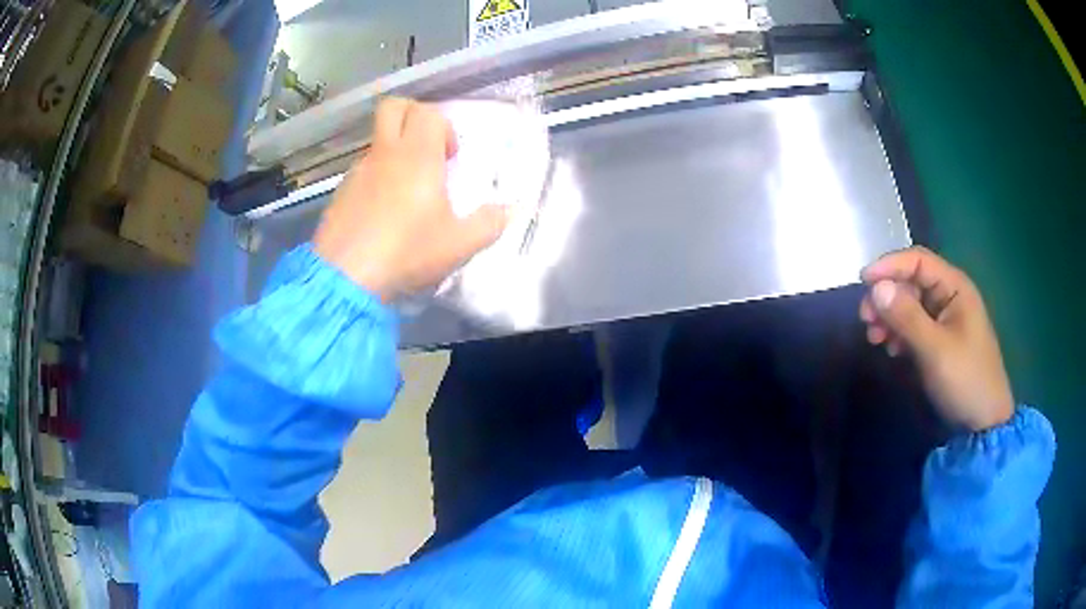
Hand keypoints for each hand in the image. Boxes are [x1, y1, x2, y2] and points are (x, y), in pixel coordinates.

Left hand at [314, 98, 507, 301]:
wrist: (346, 278)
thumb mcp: (459, 245)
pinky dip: (375, 179)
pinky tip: (381, 215)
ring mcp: (357, 171)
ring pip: (376, 141)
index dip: (444, 127)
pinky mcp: (340, 193)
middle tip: (426, 149)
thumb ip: (489, 223)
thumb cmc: (407, 252)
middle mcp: (385, 154)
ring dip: (394, 152)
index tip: (450, 158)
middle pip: (393, 107)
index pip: (427, 112)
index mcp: (417, 156)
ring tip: (405, 193)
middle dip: (413, 117)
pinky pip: (361, 171)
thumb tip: (510, 210)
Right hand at [859, 246, 1013, 431]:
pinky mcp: (940, 340)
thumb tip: (876, 287)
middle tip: (865, 319)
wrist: (983, 422)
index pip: (918, 261)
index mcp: (955, 287)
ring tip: (874, 338)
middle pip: (912, 282)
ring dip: (890, 316)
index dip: (889, 266)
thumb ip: (906, 317)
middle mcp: (950, 296)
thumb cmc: (964, 379)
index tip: (862, 281)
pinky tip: (891, 349)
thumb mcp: (935, 349)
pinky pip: (915, 326)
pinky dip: (899, 333)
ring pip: (911, 305)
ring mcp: (946, 319)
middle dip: (887, 296)